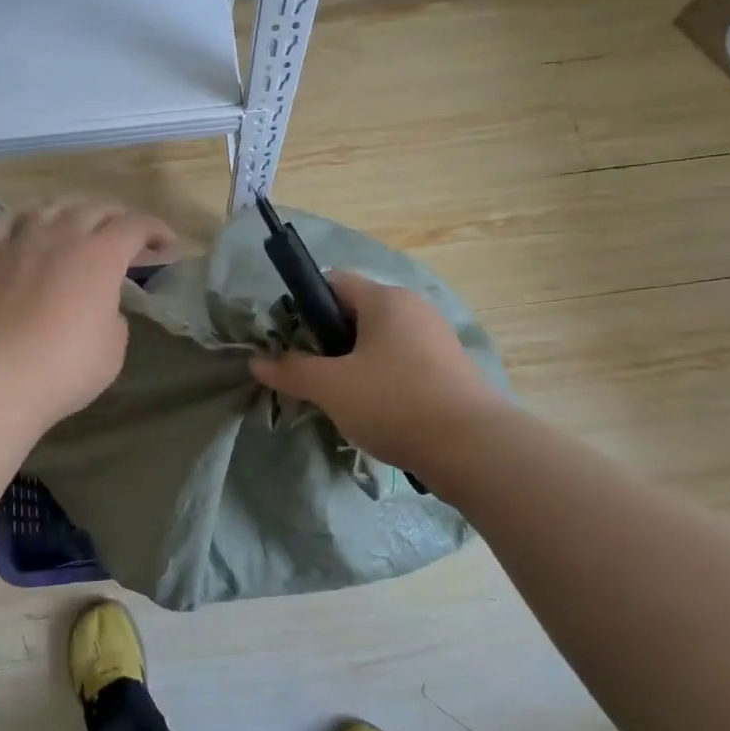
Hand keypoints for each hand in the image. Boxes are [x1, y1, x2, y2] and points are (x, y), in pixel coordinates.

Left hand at [0, 200, 177, 428]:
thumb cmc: (64, 368)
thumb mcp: (112, 349)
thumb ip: (113, 318)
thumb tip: (99, 308)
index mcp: (100, 256)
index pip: (135, 226)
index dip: (155, 229)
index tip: (166, 244)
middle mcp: (61, 237)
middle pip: (94, 209)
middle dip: (117, 218)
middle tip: (126, 237)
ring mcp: (20, 243)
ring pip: (49, 208)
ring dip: (72, 211)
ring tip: (78, 224)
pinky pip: (4, 223)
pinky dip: (23, 219)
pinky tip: (26, 227)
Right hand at [249, 271, 498, 473]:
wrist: (472, 448)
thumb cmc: (394, 402)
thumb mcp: (331, 387)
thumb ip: (291, 371)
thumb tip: (257, 362)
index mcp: (386, 300)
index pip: (334, 282)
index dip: (304, 305)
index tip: (289, 340)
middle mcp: (414, 309)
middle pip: (356, 313)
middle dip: (327, 341)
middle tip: (309, 375)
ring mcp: (436, 340)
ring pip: (379, 342)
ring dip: (353, 365)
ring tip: (337, 398)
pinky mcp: (449, 371)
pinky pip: (402, 364)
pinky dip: (381, 381)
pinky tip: (373, 412)